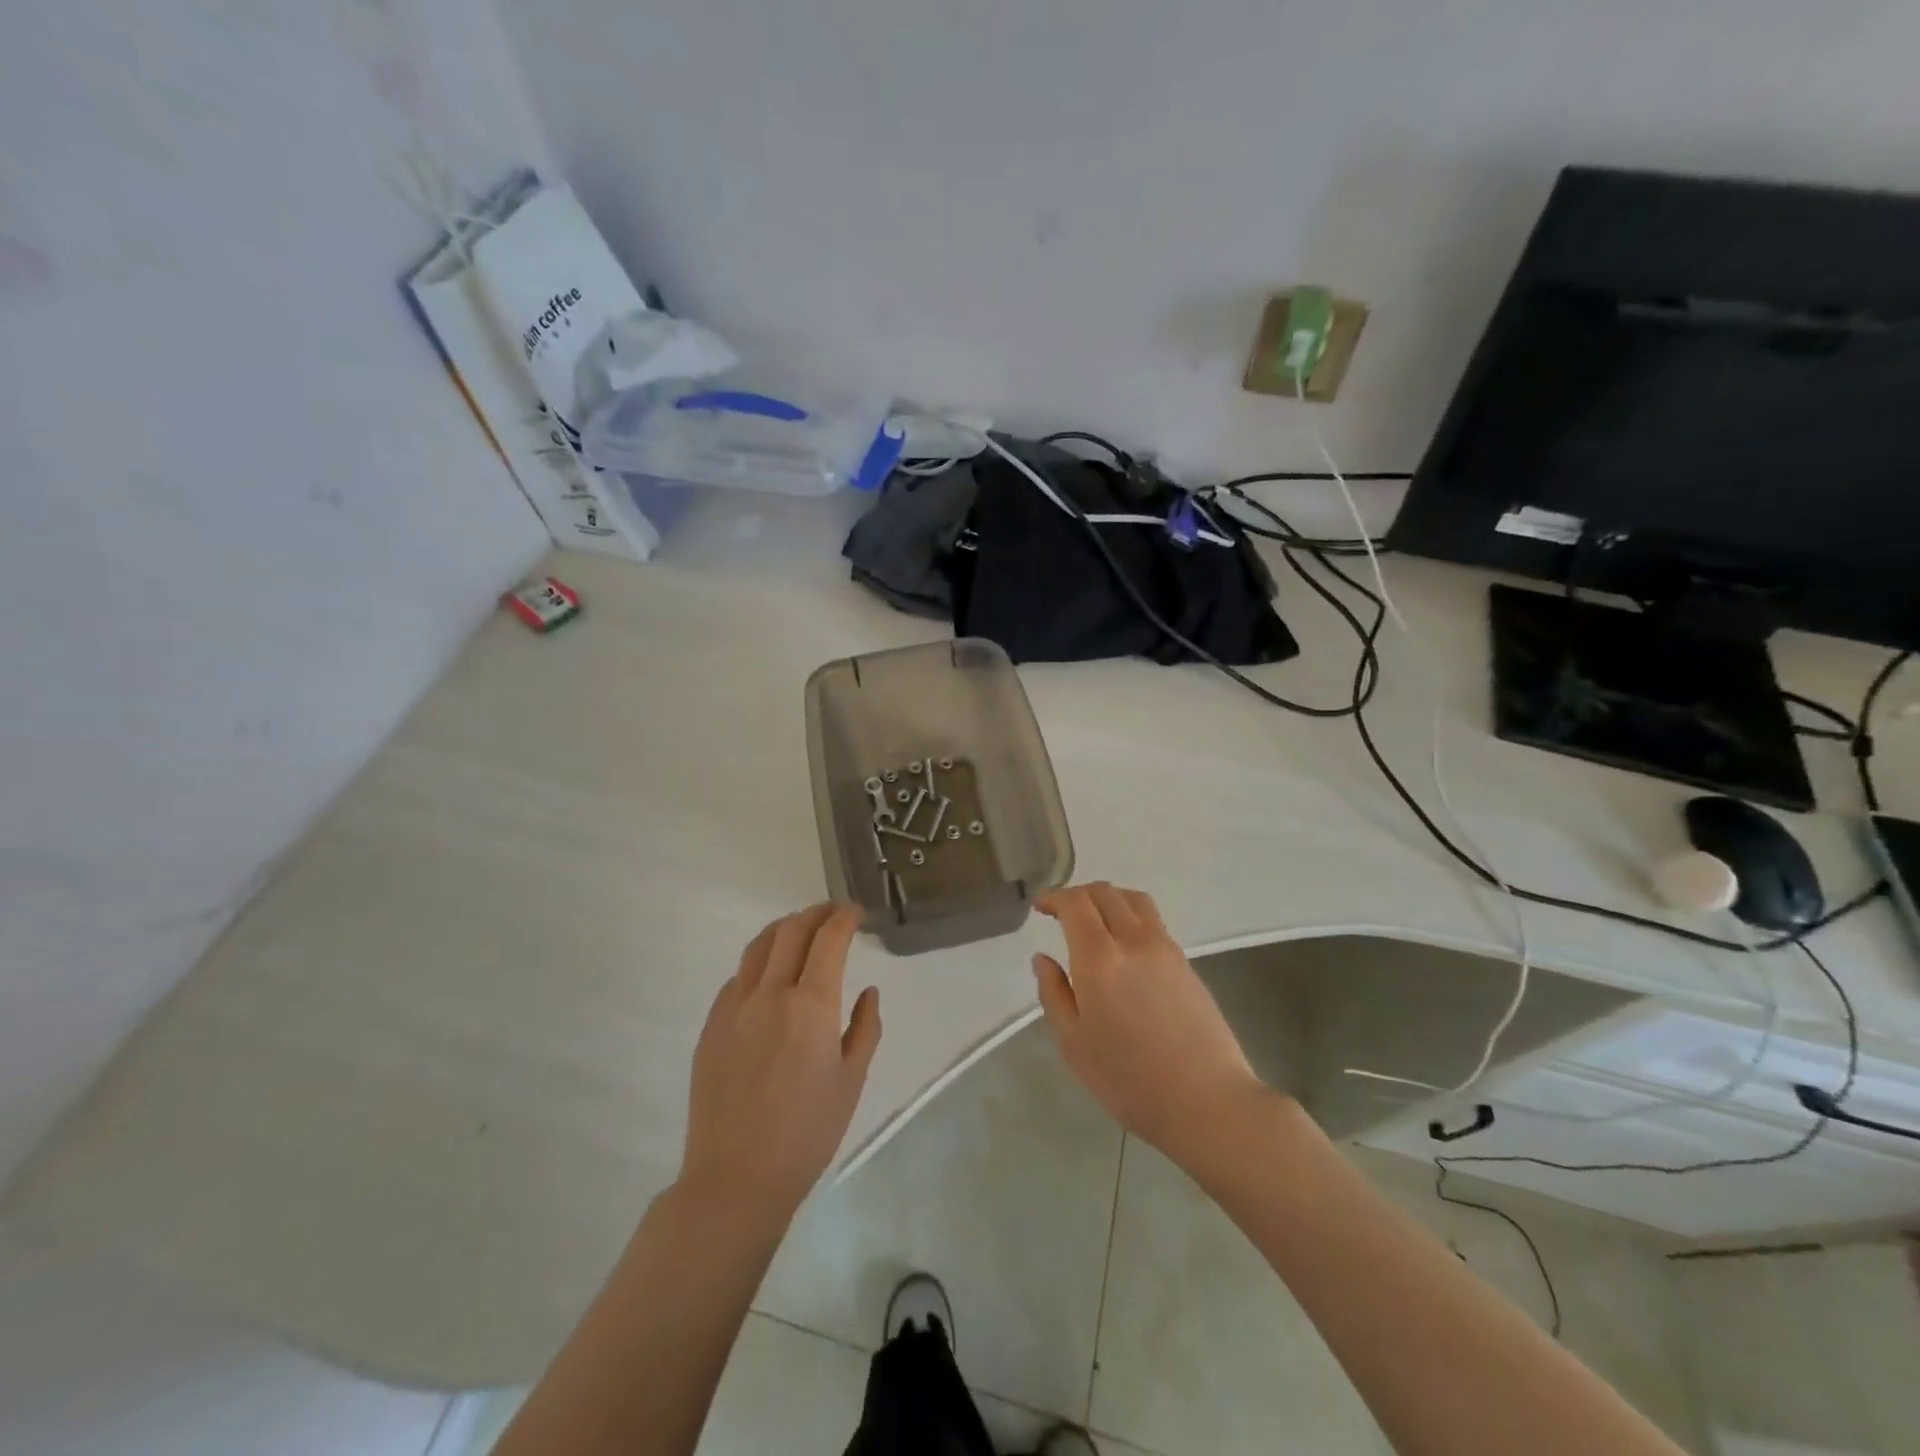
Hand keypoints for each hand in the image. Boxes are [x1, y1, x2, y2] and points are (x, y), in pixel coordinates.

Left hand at [680, 904, 881, 1219]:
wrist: (736, 1177)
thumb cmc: (807, 1134)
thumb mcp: (851, 1081)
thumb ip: (865, 1028)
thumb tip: (867, 992)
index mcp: (811, 1006)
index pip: (829, 939)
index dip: (844, 917)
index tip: (856, 913)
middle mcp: (770, 994)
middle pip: (792, 929)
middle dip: (817, 913)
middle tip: (834, 914)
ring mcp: (734, 1007)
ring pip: (759, 945)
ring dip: (785, 928)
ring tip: (802, 931)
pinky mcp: (711, 1024)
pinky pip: (738, 976)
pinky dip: (760, 961)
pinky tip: (770, 976)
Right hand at [1031, 883, 1268, 1172]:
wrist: (1208, 1102)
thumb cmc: (1129, 1081)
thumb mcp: (1074, 1044)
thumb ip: (1054, 994)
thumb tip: (1043, 958)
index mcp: (1100, 959)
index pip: (1075, 904)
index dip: (1054, 897)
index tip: (1039, 906)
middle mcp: (1134, 941)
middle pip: (1105, 893)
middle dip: (1078, 894)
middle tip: (1060, 912)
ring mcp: (1166, 949)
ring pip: (1134, 900)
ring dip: (1107, 897)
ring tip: (1093, 918)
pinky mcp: (1186, 963)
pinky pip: (1152, 920)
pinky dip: (1129, 914)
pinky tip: (1123, 943)